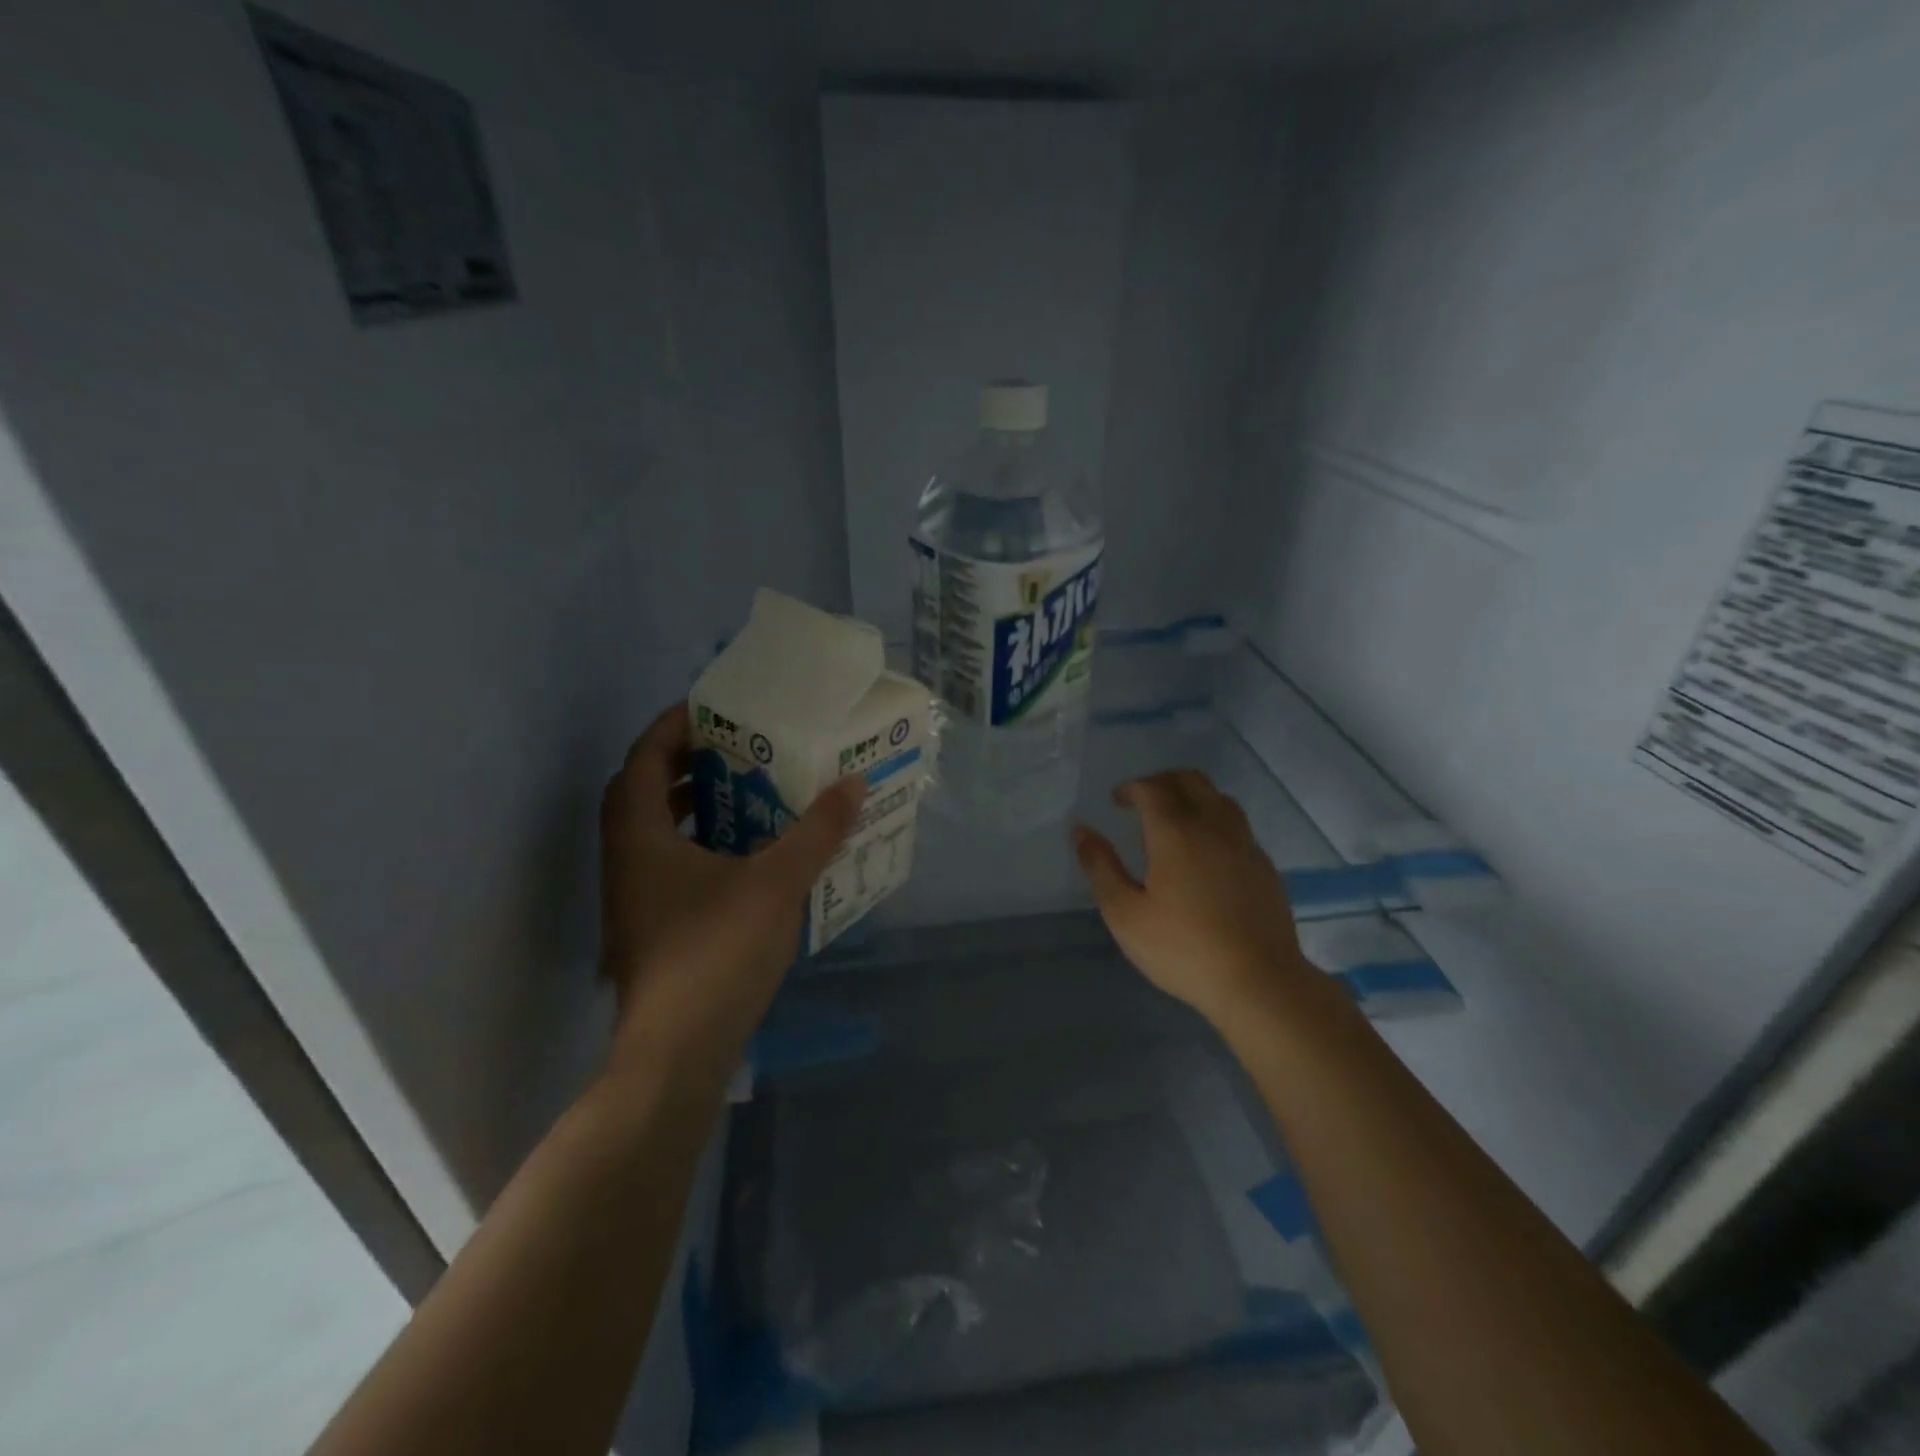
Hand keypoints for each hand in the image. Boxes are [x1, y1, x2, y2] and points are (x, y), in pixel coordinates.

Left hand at [599, 702, 864, 1067]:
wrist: (677, 1055)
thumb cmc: (716, 954)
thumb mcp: (776, 883)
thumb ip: (816, 831)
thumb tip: (853, 784)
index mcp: (639, 836)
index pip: (644, 758)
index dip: (674, 726)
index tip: (715, 710)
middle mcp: (626, 861)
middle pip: (644, 792)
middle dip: (686, 763)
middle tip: (737, 748)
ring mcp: (634, 900)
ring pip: (656, 832)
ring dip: (694, 806)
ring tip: (747, 794)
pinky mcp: (652, 929)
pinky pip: (671, 864)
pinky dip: (701, 845)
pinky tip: (748, 857)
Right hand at [1073, 771, 1314, 1025]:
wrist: (1259, 982)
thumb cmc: (1183, 949)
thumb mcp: (1125, 914)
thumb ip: (1101, 867)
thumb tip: (1081, 831)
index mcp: (1176, 833)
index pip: (1152, 788)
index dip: (1131, 787)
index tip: (1117, 801)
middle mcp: (1213, 826)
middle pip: (1190, 780)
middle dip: (1162, 781)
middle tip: (1142, 801)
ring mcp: (1245, 844)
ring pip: (1219, 798)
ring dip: (1192, 796)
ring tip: (1174, 819)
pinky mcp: (1264, 865)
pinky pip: (1237, 824)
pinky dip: (1214, 820)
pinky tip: (1205, 851)